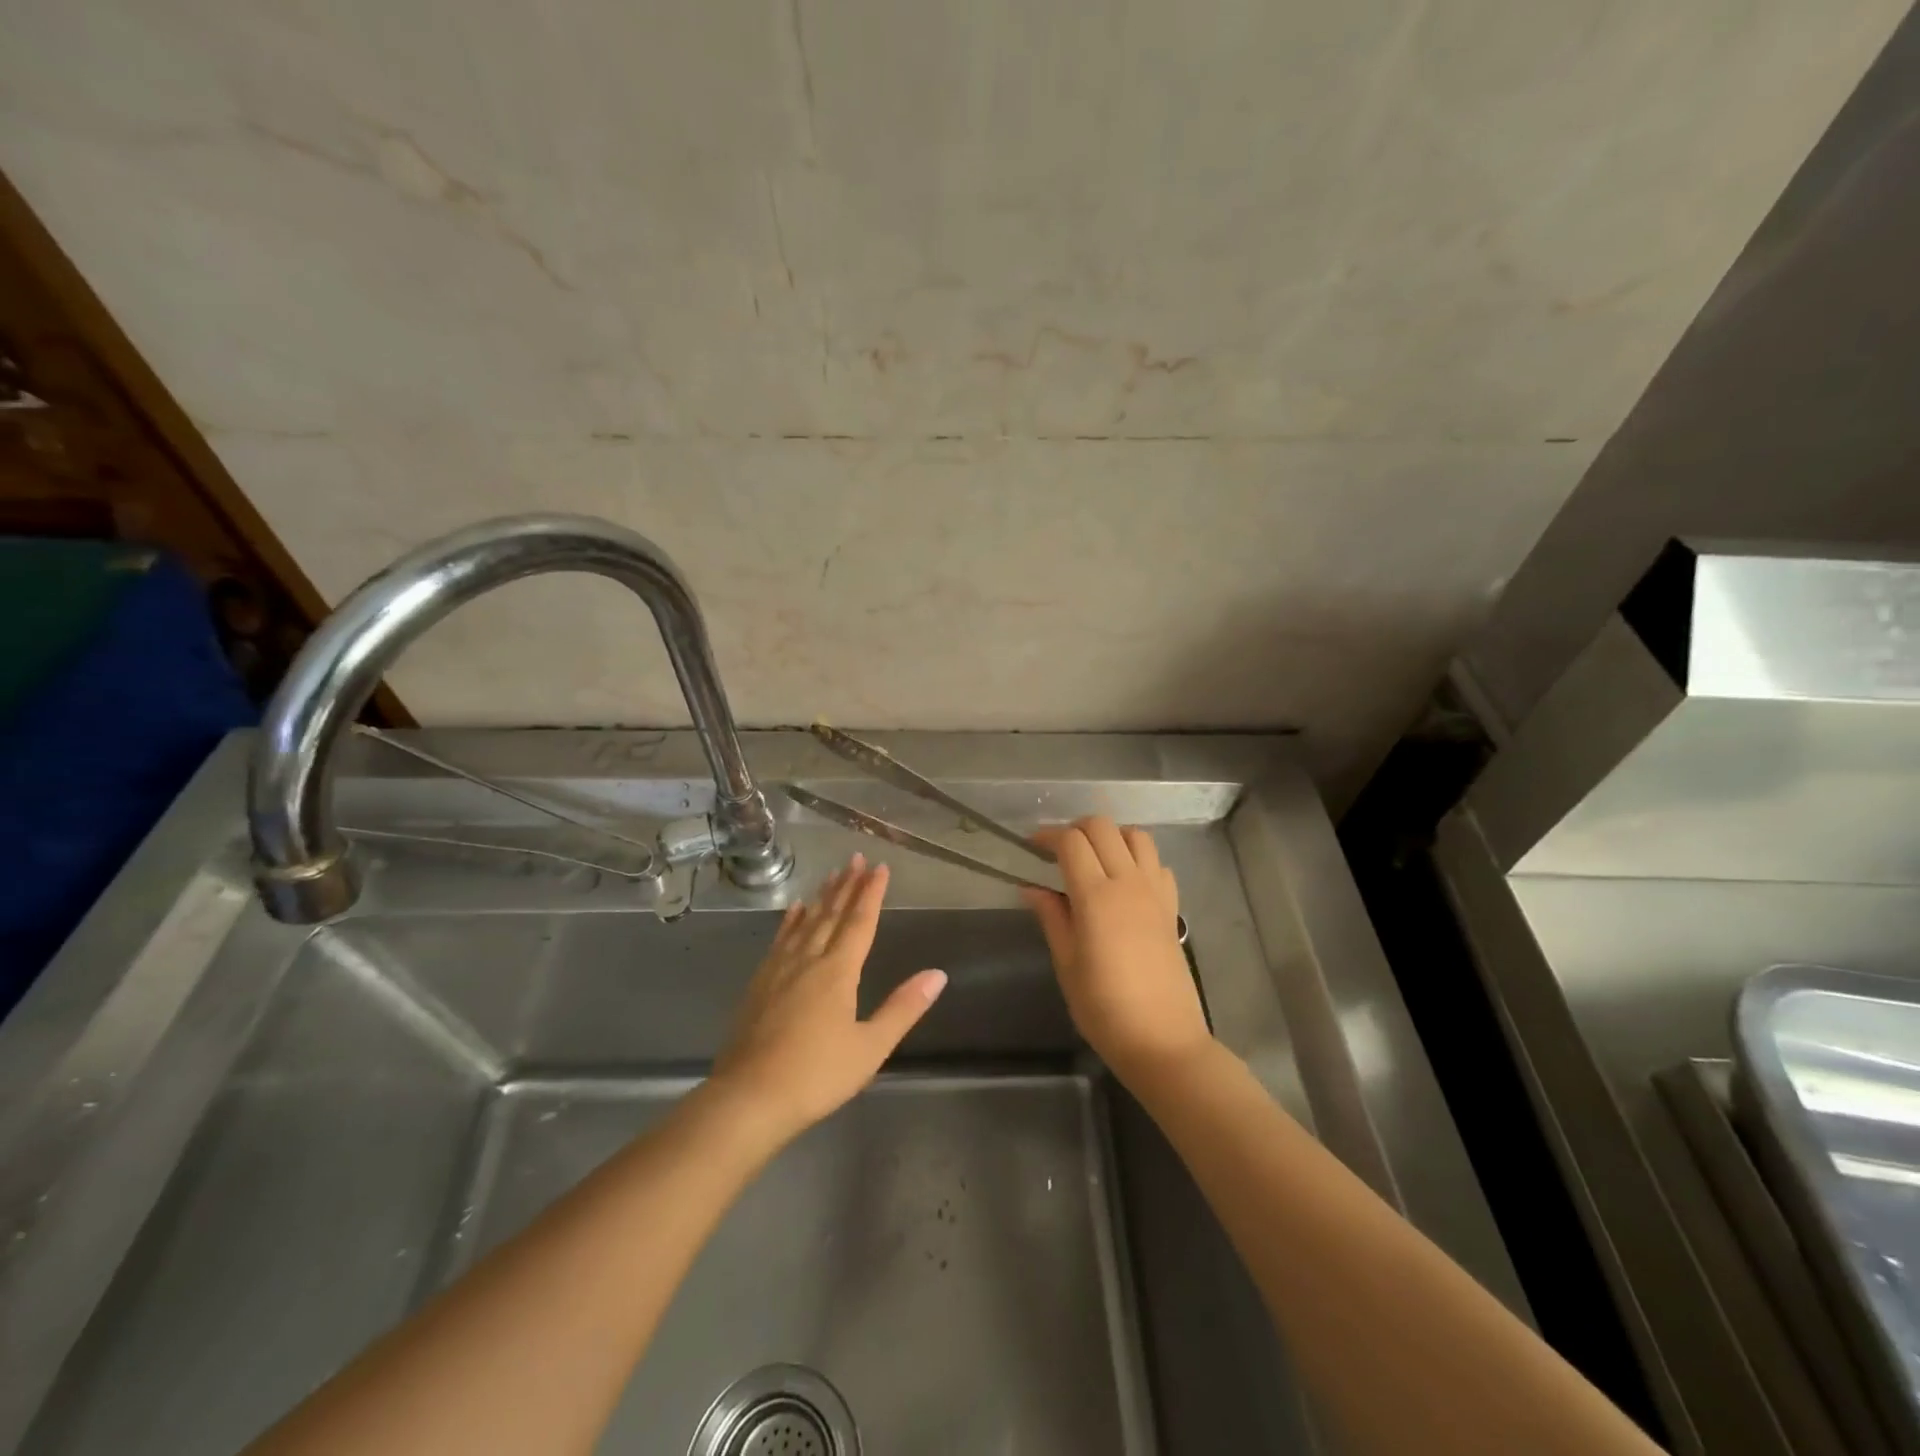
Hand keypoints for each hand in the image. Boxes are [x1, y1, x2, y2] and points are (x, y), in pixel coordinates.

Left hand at [711, 854, 946, 1144]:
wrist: (749, 1098)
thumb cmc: (817, 1075)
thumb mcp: (870, 1048)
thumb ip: (903, 1008)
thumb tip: (937, 974)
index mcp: (838, 972)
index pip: (859, 923)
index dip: (871, 893)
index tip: (879, 867)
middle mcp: (808, 961)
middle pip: (831, 915)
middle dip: (847, 885)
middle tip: (855, 858)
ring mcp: (780, 970)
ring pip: (805, 923)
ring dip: (821, 897)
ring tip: (832, 874)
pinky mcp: (759, 984)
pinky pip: (780, 940)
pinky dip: (790, 921)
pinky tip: (794, 911)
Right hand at [1022, 817, 1211, 1085]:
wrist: (1163, 1041)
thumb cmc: (1104, 1008)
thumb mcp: (1067, 964)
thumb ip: (1051, 917)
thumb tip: (1031, 887)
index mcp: (1096, 897)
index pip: (1071, 842)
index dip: (1047, 836)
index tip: (1031, 847)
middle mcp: (1128, 883)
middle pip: (1103, 827)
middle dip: (1076, 828)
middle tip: (1058, 851)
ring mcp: (1155, 892)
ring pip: (1136, 836)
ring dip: (1111, 836)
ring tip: (1094, 858)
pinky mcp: (1172, 907)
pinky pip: (1156, 863)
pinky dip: (1138, 858)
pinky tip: (1124, 881)